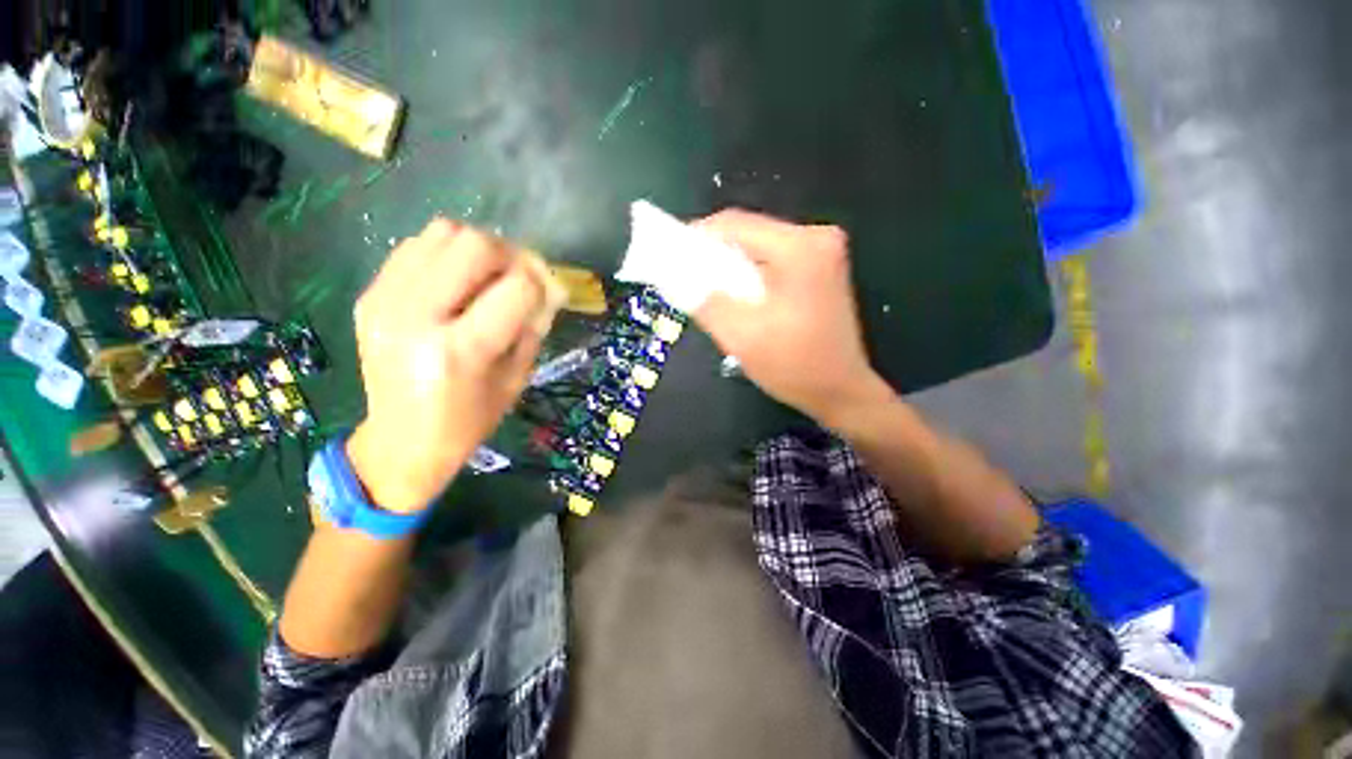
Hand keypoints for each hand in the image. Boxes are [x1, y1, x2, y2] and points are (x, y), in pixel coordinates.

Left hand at [345, 219, 559, 512]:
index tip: (551, 295)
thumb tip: (551, 287)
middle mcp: (416, 317)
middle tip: (521, 279)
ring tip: (488, 278)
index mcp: (460, 351)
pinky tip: (456, 282)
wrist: (400, 443)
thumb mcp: (516, 379)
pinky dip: (447, 254)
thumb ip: (534, 327)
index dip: (544, 285)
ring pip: (444, 233)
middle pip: (475, 245)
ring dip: (479, 250)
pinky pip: (416, 247)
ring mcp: (385, 301)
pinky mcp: (369, 295)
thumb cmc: (469, 421)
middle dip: (512, 257)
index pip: (517, 288)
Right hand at [693, 209, 890, 425]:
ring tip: (709, 291)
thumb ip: (703, 300)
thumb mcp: (740, 335)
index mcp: (800, 249)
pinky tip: (738, 298)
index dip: (697, 236)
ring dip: (731, 267)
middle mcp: (816, 239)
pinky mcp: (821, 269)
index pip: (735, 224)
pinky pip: (773, 261)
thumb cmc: (793, 366)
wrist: (841, 392)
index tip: (671, 255)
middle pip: (749, 234)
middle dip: (714, 255)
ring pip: (760, 248)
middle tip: (687, 278)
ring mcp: (823, 253)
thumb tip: (677, 275)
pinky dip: (750, 275)